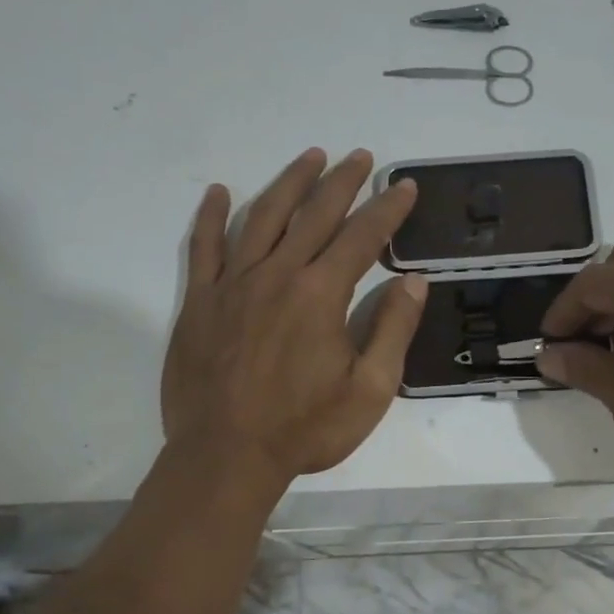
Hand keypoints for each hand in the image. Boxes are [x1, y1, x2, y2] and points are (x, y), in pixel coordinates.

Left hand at [162, 148, 425, 489]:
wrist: (226, 456)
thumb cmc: (304, 429)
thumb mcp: (369, 391)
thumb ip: (393, 331)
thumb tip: (414, 282)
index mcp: (321, 294)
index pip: (362, 236)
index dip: (387, 208)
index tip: (404, 186)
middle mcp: (277, 274)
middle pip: (314, 214)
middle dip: (342, 181)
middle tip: (360, 157)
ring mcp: (233, 284)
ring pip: (262, 217)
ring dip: (289, 183)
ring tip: (310, 157)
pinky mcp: (200, 302)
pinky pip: (204, 248)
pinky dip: (211, 217)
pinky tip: (217, 192)